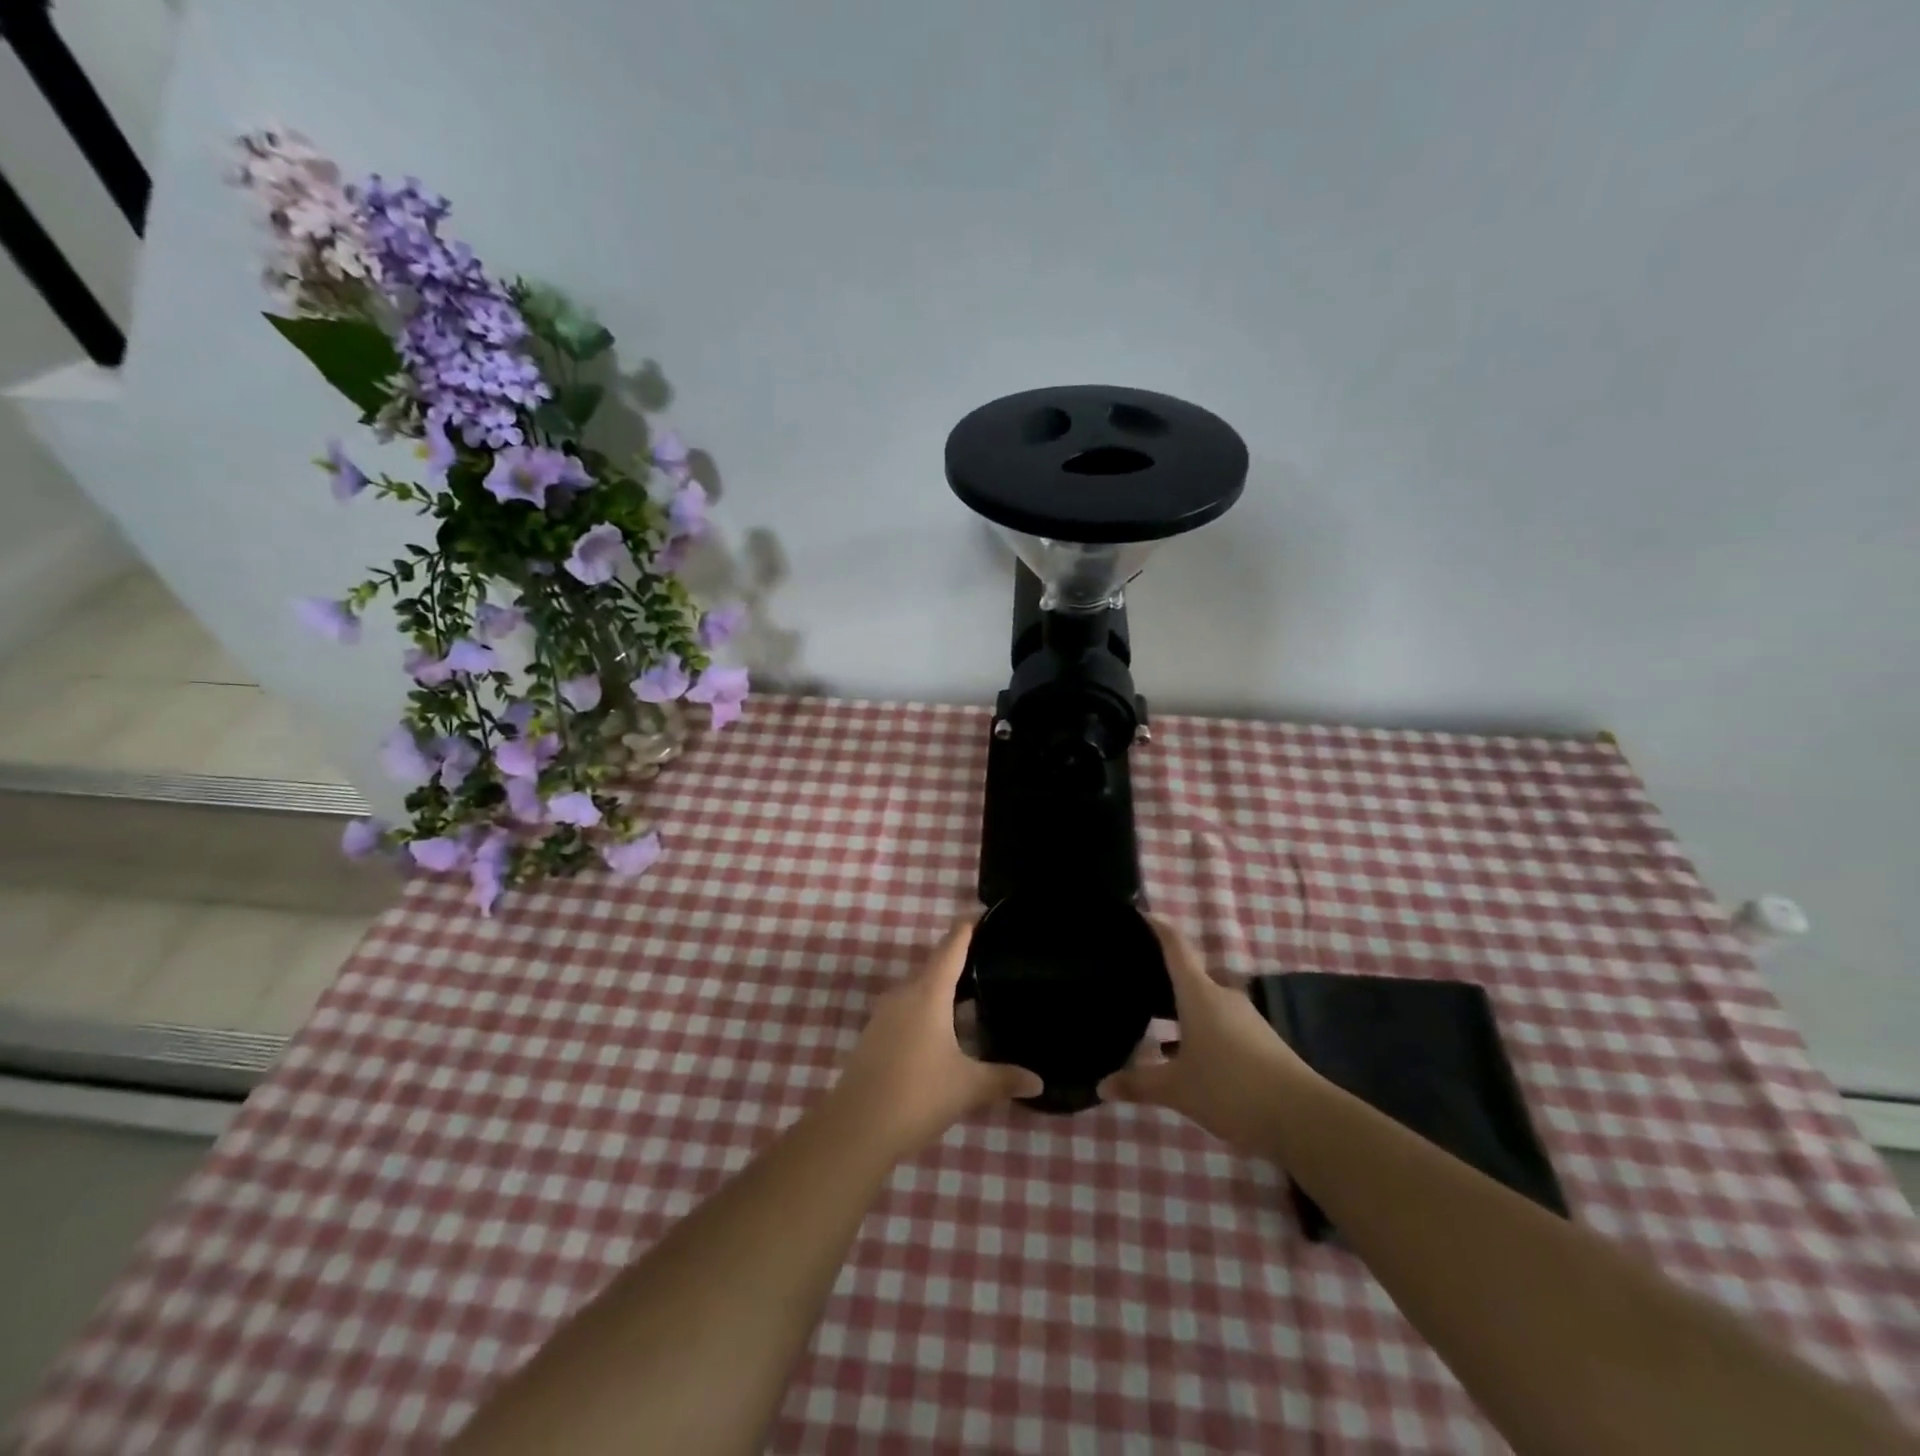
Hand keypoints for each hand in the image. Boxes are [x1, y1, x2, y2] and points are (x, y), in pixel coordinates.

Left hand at [827, 919, 1043, 1158]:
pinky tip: (942, 1032)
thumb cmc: (918, 1094)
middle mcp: (904, 994)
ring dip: (942, 991)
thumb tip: (1038, 1082)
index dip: (967, 928)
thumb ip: (1003, 1079)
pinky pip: (906, 1010)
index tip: (982, 914)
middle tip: (990, 962)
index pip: (951, 946)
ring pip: (919, 991)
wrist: (856, 1127)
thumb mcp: (968, 1087)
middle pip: (934, 966)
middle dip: (960, 962)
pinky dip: (927, 1011)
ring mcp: (884, 1014)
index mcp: (929, 993)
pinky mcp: (873, 1036)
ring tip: (971, 997)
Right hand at [1098, 917, 1315, 1152]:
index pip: (1175, 946)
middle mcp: (1222, 996)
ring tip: (1151, 1018)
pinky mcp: (1259, 1041)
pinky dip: (1198, 1029)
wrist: (1304, 1119)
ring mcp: (1245, 1018)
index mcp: (1199, 994)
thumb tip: (1102, 1085)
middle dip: (1162, 975)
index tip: (1138, 913)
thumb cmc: (1231, 1089)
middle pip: (1189, 974)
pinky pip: (1219, 1023)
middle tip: (1132, 979)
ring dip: (1180, 1007)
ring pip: (1204, 1002)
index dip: (1156, 927)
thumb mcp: (1177, 1090)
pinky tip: (1184, 1054)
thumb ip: (1139, 1084)